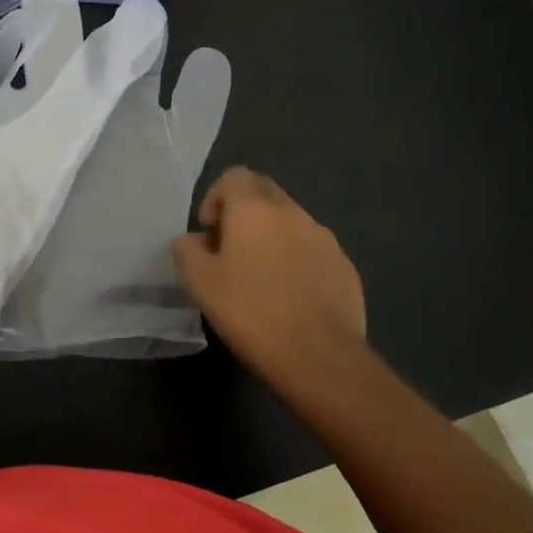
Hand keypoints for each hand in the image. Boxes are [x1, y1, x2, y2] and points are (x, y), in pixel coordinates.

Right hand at [172, 168, 377, 402]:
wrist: (319, 357)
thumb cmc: (250, 312)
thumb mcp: (200, 283)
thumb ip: (188, 251)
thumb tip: (193, 240)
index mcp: (255, 210)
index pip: (234, 176)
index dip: (215, 197)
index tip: (209, 232)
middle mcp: (293, 213)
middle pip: (265, 192)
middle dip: (244, 212)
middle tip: (230, 250)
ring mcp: (325, 239)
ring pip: (291, 222)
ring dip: (272, 237)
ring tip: (260, 278)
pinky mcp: (345, 267)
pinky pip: (313, 250)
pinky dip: (297, 261)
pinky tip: (290, 298)